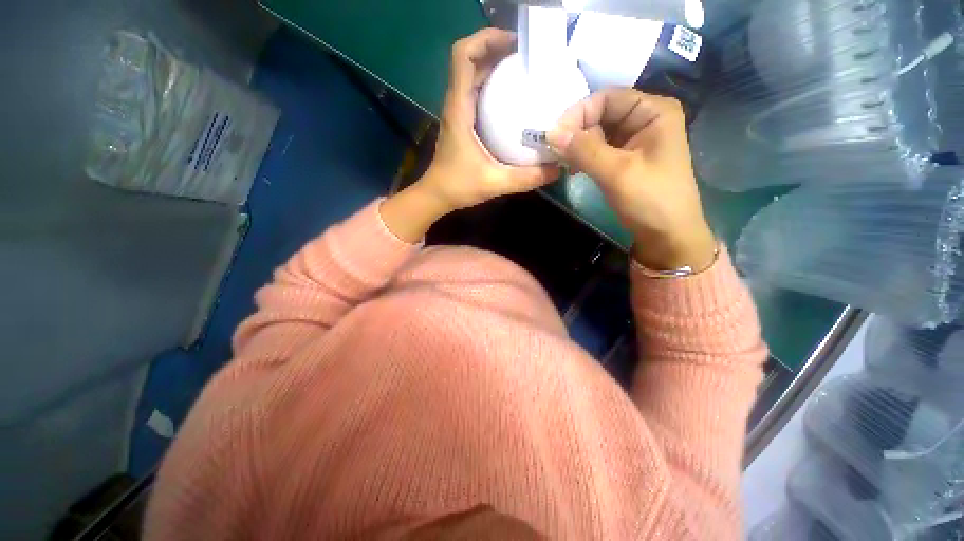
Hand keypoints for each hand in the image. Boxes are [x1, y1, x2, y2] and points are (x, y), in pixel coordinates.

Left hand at [382, 28, 558, 242]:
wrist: (436, 196)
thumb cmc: (458, 187)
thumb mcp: (495, 183)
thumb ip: (526, 178)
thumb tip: (556, 169)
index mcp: (459, 109)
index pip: (463, 56)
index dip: (486, 39)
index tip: (514, 44)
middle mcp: (456, 103)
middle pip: (470, 59)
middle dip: (497, 49)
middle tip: (528, 57)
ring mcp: (457, 112)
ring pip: (472, 74)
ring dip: (495, 65)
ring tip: (524, 70)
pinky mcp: (462, 121)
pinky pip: (476, 91)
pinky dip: (492, 84)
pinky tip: (512, 97)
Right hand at [547, 89, 715, 271]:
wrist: (667, 234)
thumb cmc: (650, 200)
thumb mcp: (616, 172)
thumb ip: (583, 150)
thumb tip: (550, 132)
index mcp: (653, 111)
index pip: (607, 98)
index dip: (578, 113)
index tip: (554, 136)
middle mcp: (645, 118)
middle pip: (601, 114)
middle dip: (576, 132)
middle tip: (555, 153)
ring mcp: (635, 139)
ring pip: (597, 133)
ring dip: (577, 146)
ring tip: (562, 163)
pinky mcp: (626, 158)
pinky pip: (599, 149)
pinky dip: (584, 157)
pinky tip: (573, 169)